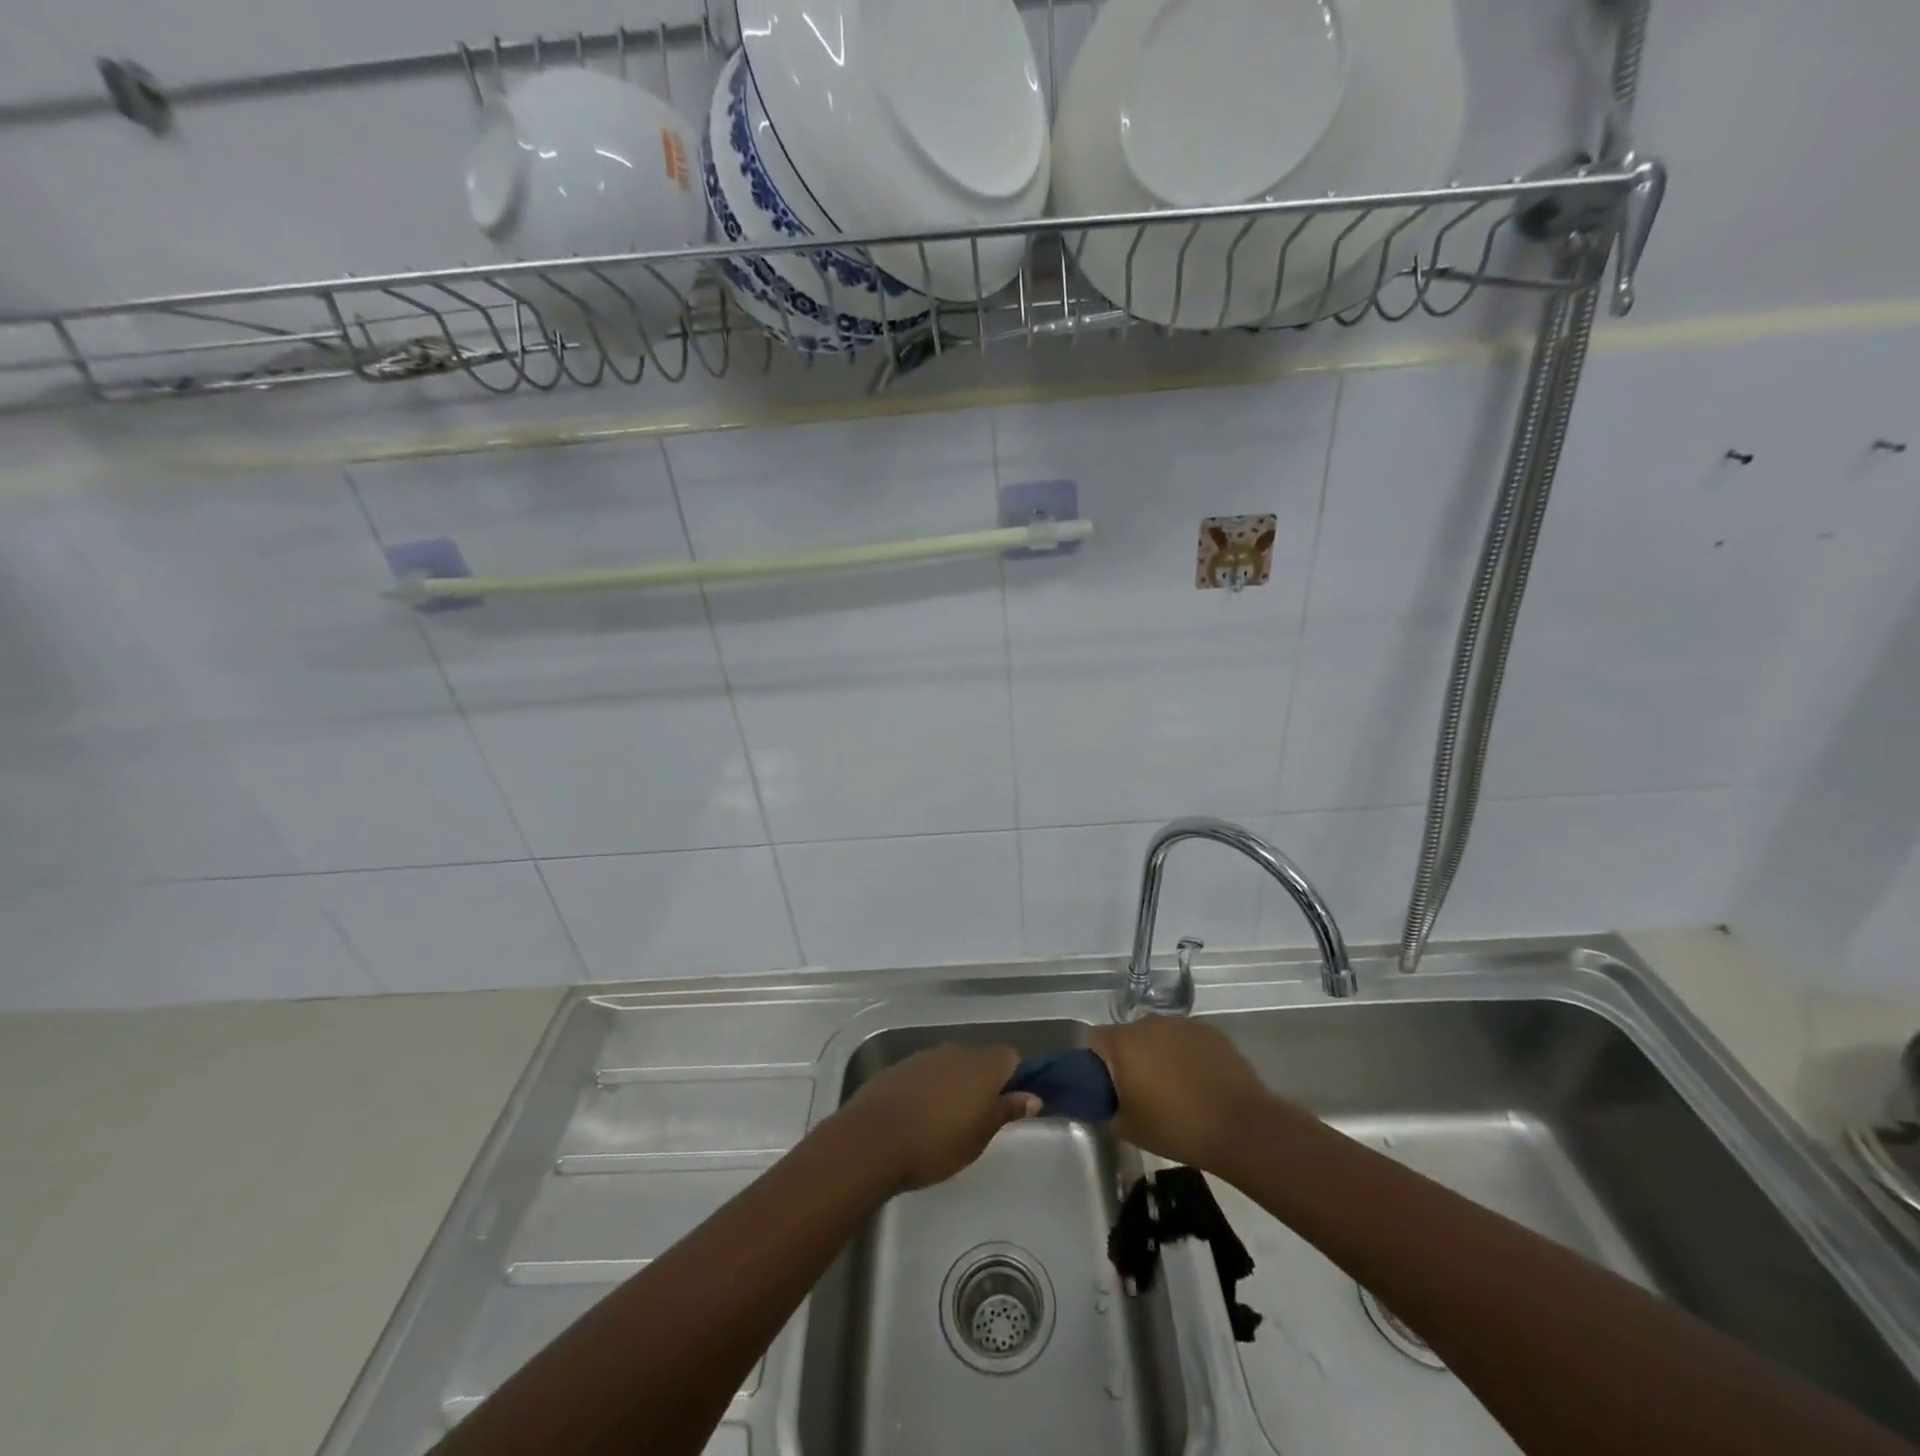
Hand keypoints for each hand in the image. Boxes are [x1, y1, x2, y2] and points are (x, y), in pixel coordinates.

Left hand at [833, 1044, 1041, 1191]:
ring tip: (945, 1122)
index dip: (1013, 1080)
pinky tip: (917, 1117)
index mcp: (982, 1065)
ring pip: (950, 1066)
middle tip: (977, 1120)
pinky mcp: (899, 1067)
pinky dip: (928, 1089)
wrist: (873, 1140)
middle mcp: (955, 1051)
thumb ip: (1007, 1111)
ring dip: (953, 1086)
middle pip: (979, 1060)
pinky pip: (925, 1073)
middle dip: (982, 1084)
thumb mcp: (980, 1136)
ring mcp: (925, 1057)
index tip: (1007, 1108)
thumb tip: (1033, 1097)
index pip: (1010, 1058)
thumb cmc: (937, 1144)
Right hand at [1090, 1018, 1280, 1174]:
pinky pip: (1184, 1040)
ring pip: (1157, 1036)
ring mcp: (1182, 1024)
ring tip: (1172, 1088)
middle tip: (1138, 1090)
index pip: (1094, 1039)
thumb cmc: (1177, 1128)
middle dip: (1128, 1058)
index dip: (1095, 1062)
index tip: (1105, 1086)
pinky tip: (1197, 1082)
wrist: (1241, 1127)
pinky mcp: (1210, 1031)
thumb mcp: (1128, 1129)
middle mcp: (1149, 1023)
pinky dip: (1184, 1055)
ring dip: (1156, 1054)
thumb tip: (1106, 1101)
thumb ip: (1107, 1109)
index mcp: (1123, 1043)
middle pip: (1127, 1036)